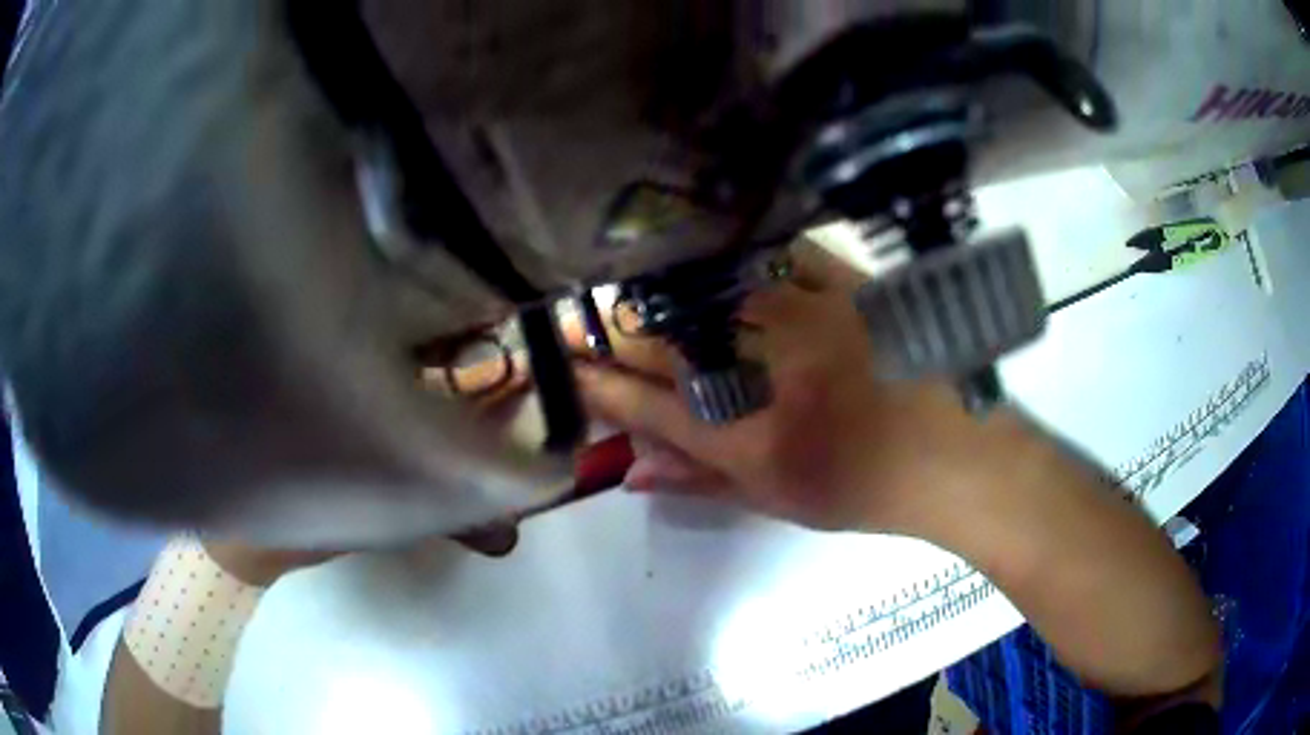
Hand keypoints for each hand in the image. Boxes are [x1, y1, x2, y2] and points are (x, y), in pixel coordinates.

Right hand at [576, 244, 1026, 533]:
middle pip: (661, 341)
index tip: (562, 365)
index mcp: (750, 440)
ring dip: (652, 287)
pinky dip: (732, 250)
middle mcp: (770, 375)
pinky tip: (706, 248)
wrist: (958, 454)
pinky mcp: (847, 283)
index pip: (645, 405)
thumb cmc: (868, 487)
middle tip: (574, 319)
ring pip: (706, 290)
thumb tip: (626, 470)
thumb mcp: (778, 498)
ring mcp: (810, 319)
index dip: (593, 383)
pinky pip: (776, 251)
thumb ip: (699, 481)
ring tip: (622, 284)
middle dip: (603, 331)